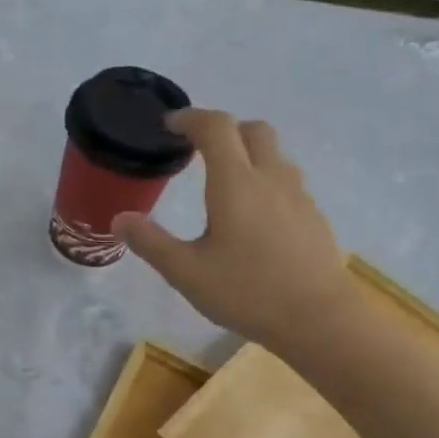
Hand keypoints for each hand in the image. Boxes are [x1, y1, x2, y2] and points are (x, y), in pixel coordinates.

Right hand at [113, 110, 354, 347]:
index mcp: (235, 183)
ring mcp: (298, 196)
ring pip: (275, 155)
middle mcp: (270, 178)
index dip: (190, 118)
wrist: (319, 319)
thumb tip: (120, 219)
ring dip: (248, 154)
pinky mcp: (314, 217)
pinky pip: (287, 182)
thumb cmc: (247, 291)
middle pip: (253, 130)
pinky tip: (254, 218)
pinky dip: (266, 181)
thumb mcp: (186, 272)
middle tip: (199, 150)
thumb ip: (150, 242)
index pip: (215, 128)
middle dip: (224, 129)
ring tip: (226, 183)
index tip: (170, 125)